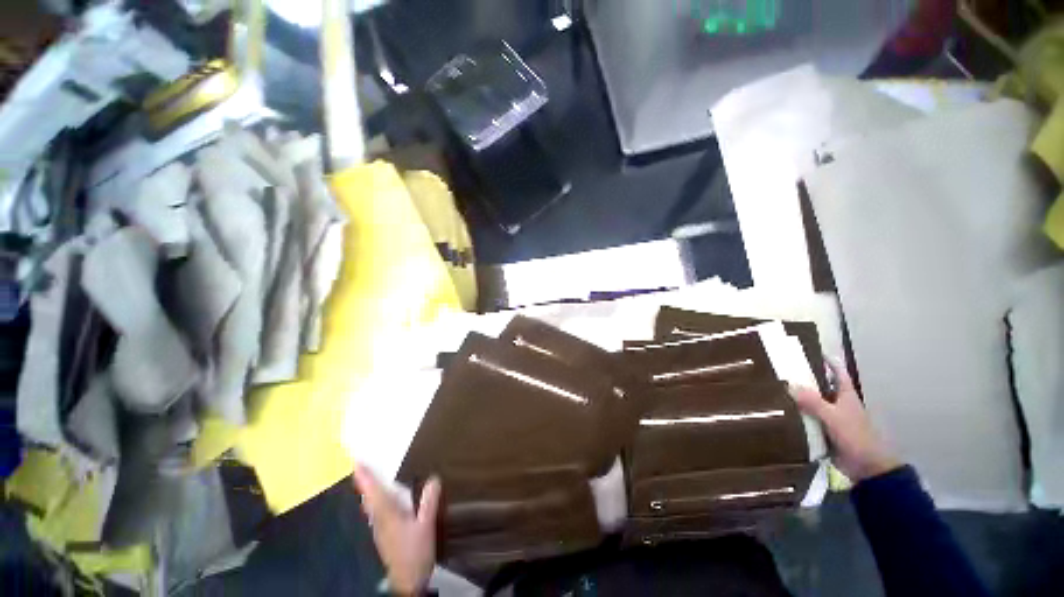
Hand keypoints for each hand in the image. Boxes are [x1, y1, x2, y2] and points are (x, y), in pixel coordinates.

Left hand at [352, 465, 440, 594]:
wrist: (407, 577)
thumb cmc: (415, 550)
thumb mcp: (426, 526)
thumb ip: (428, 503)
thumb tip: (434, 479)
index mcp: (385, 511)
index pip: (369, 488)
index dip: (363, 474)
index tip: (356, 459)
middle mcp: (377, 517)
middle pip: (367, 496)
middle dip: (364, 482)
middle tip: (364, 466)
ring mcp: (378, 528)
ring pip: (370, 506)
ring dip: (369, 493)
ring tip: (371, 482)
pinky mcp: (382, 536)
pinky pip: (376, 514)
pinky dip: (376, 504)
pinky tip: (385, 507)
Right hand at [789, 361, 900, 482]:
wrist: (863, 462)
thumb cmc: (853, 433)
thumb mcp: (832, 416)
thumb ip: (813, 402)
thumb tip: (790, 386)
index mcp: (845, 392)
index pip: (836, 369)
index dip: (826, 359)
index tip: (809, 352)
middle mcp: (840, 403)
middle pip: (824, 389)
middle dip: (809, 384)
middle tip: (787, 378)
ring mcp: (835, 421)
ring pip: (817, 409)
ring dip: (804, 407)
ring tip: (782, 401)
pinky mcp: (829, 437)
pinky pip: (814, 428)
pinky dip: (804, 427)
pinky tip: (788, 426)